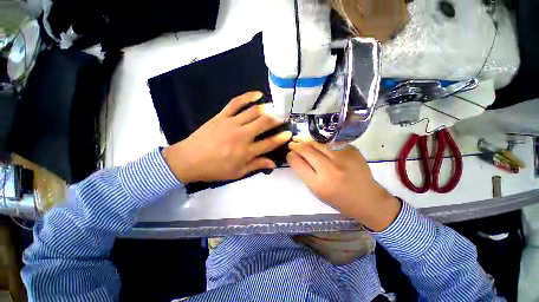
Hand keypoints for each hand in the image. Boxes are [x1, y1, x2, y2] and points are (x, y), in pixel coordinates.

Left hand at [163, 91, 291, 183]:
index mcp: (246, 151)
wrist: (188, 160)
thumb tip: (272, 163)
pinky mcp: (222, 116)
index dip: (281, 138)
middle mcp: (242, 135)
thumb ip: (256, 166)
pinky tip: (257, 94)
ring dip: (267, 108)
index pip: (269, 143)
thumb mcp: (237, 172)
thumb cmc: (215, 169)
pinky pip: (236, 103)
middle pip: (264, 124)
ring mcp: (231, 123)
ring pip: (253, 112)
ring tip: (275, 106)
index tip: (289, 133)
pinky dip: (247, 96)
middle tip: (284, 116)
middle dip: (277, 119)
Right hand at [287, 138, 400, 231]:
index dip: (290, 156)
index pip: (297, 163)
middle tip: (292, 143)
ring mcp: (342, 158)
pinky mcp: (352, 150)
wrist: (368, 199)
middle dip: (296, 145)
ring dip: (306, 140)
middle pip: (306, 150)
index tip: (289, 153)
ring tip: (300, 139)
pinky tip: (317, 143)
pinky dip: (321, 142)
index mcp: (319, 184)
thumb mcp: (318, 192)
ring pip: (318, 143)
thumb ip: (306, 174)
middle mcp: (330, 169)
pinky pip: (331, 143)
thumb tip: (296, 157)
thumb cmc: (340, 199)